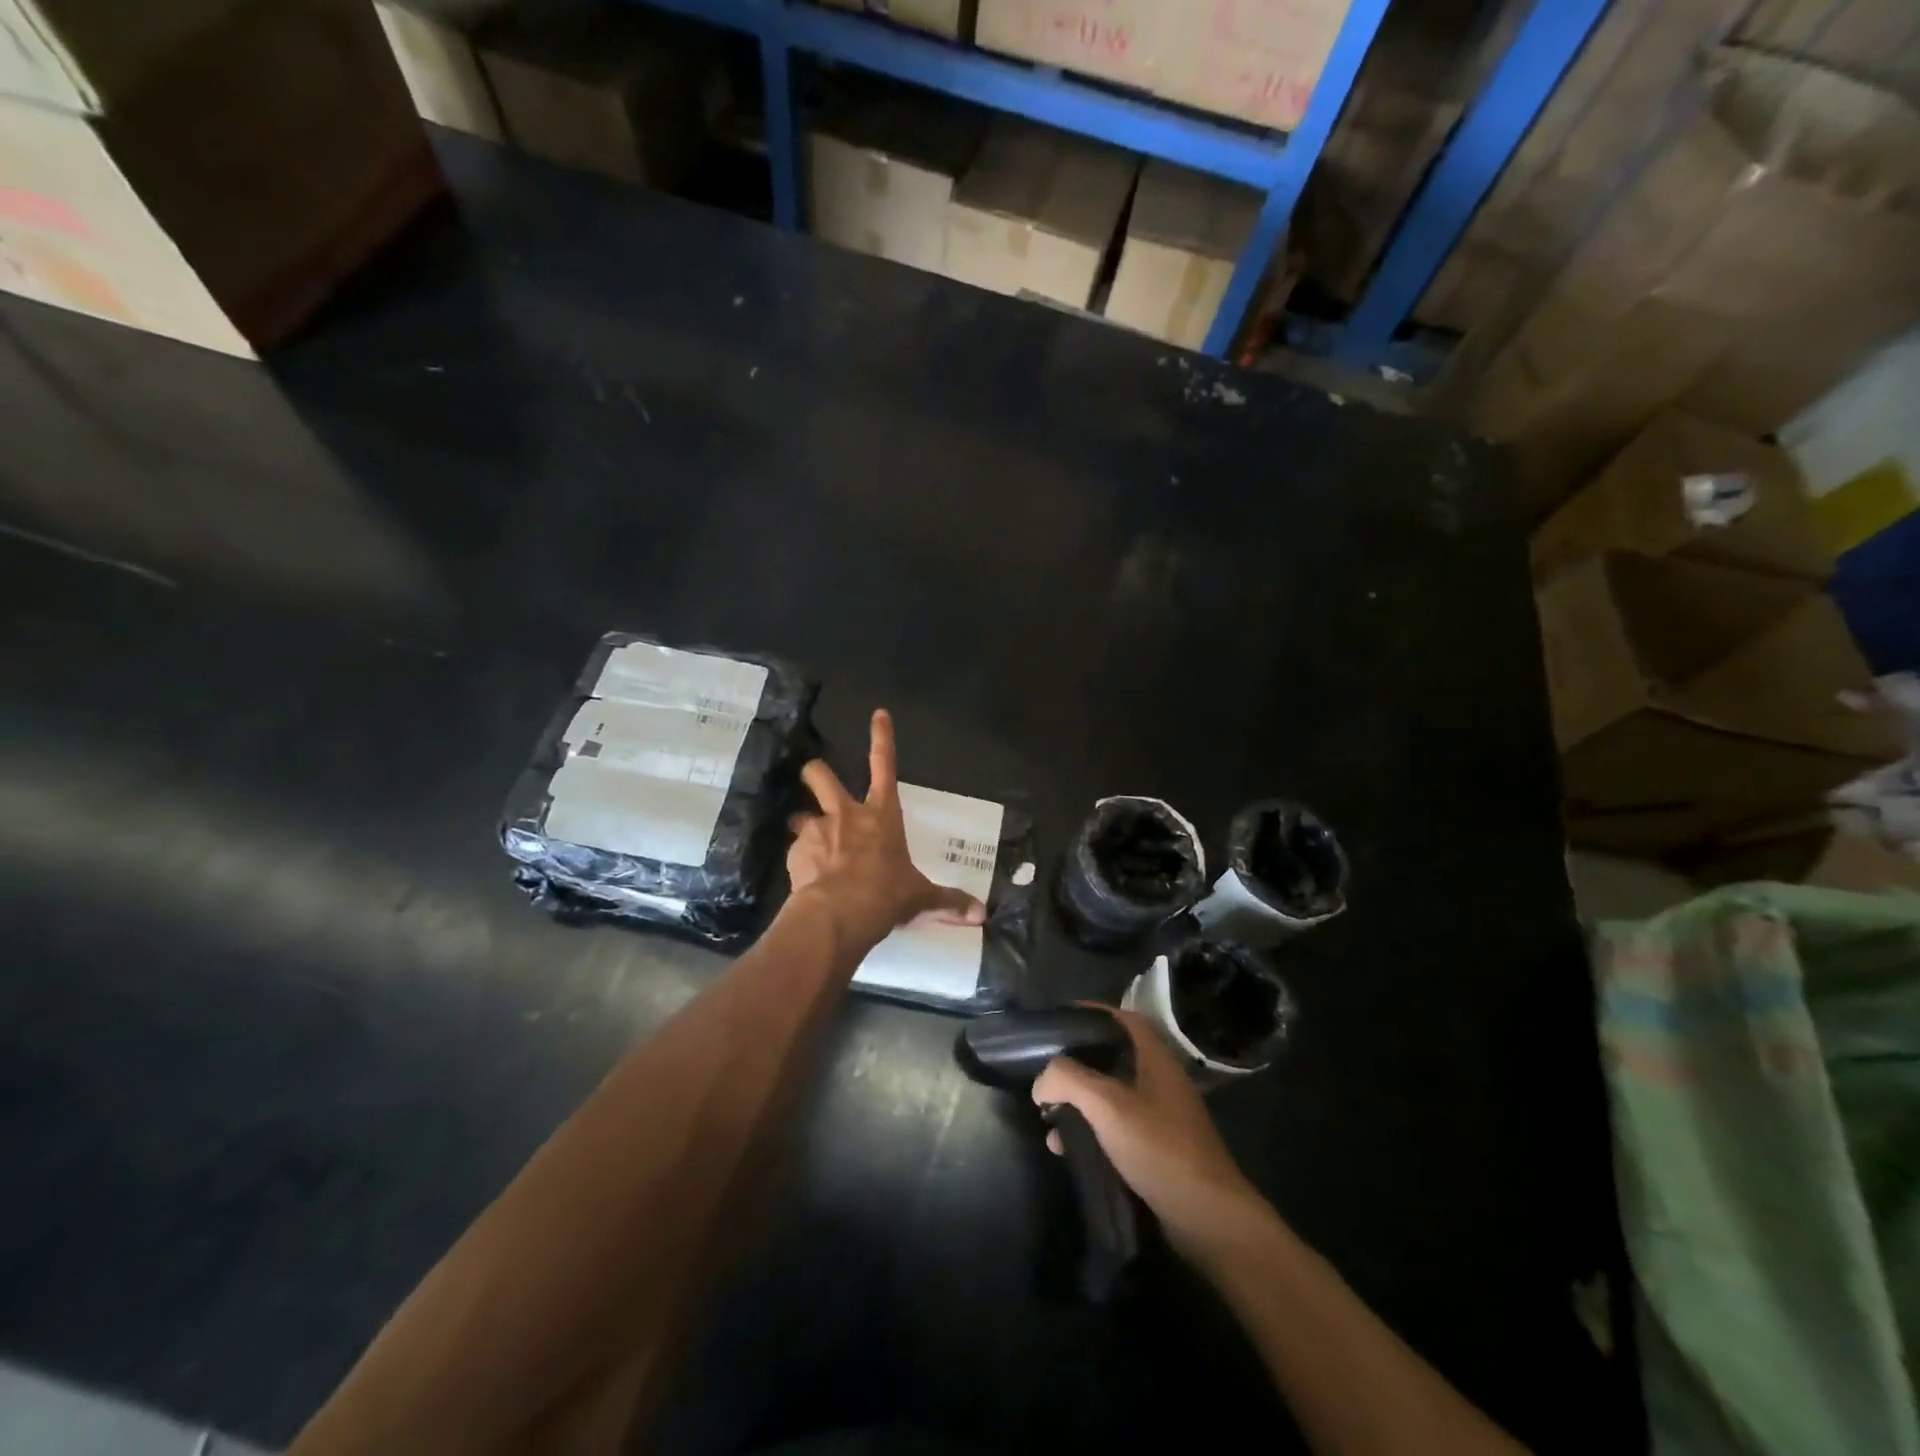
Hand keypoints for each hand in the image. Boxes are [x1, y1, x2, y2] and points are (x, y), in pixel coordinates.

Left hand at [787, 709, 986, 952]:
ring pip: (800, 814)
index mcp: (882, 815)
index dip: (882, 738)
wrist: (838, 915)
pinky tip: (808, 881)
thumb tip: (981, 914)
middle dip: (815, 773)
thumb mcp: (920, 897)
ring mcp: (817, 831)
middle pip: (820, 775)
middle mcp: (846, 814)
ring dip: (804, 825)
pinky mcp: (795, 852)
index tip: (878, 714)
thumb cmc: (885, 896)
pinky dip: (801, 861)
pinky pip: (795, 851)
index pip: (885, 766)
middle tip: (815, 779)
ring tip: (811, 846)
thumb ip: (948, 902)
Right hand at [1033, 1009, 1264, 1258]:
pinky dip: (1089, 1133)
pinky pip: (1114, 1130)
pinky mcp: (1155, 1151)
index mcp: (1155, 1059)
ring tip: (1047, 1117)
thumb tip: (1041, 1081)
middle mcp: (1159, 1082)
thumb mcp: (1107, 1105)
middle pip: (1111, 1058)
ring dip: (1078, 1104)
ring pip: (1109, 1097)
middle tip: (1045, 1074)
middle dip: (1075, 1065)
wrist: (1207, 1218)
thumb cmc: (1159, 1147)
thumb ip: (1069, 1080)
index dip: (1091, 1013)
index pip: (1121, 1019)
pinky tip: (1065, 1150)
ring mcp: (1159, 1118)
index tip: (1058, 1020)